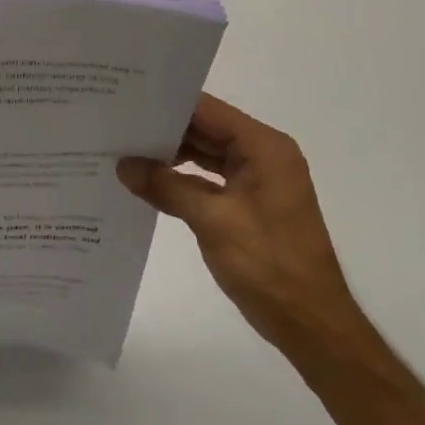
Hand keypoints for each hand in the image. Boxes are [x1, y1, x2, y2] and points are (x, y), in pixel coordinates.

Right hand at [117, 94, 360, 353]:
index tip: (125, 101)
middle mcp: (263, 155)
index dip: (166, 104)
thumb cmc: (268, 264)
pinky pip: (208, 179)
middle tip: (115, 125)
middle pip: (205, 129)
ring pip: (205, 155)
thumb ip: (166, 186)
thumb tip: (123, 165)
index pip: (208, 110)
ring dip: (169, 155)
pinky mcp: (248, 204)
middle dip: (163, 130)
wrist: (309, 322)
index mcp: (264, 147)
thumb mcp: (212, 220)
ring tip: (122, 150)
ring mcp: (256, 181)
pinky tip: (147, 182)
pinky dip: (181, 179)